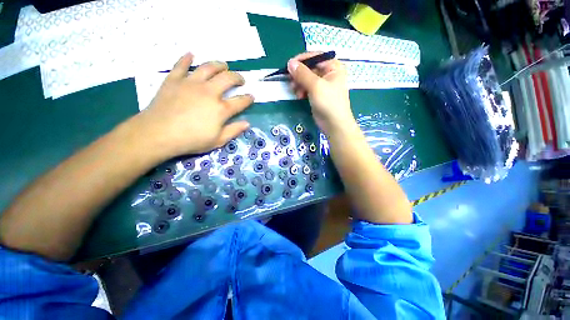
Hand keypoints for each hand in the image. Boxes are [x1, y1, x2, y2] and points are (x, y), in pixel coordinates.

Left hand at [135, 52, 253, 157]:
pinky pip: (181, 65)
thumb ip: (234, 131)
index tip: (252, 96)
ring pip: (208, 68)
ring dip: (218, 65)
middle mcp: (209, 92)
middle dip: (237, 77)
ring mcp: (191, 83)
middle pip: (227, 79)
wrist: (158, 134)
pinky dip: (186, 58)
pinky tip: (190, 54)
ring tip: (224, 65)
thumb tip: (247, 123)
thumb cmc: (191, 140)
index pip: (240, 101)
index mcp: (221, 109)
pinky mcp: (174, 80)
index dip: (248, 99)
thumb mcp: (217, 141)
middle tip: (240, 79)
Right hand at [287, 52, 353, 134]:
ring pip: (307, 79)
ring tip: (295, 90)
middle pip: (310, 68)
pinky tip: (299, 96)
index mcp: (333, 67)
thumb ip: (302, 74)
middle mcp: (329, 73)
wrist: (334, 124)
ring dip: (299, 83)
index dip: (301, 60)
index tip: (289, 65)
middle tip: (291, 82)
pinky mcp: (318, 94)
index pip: (315, 56)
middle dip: (299, 75)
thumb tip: (290, 63)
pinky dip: (302, 90)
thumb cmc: (328, 102)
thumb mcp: (316, 86)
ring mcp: (323, 85)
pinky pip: (307, 88)